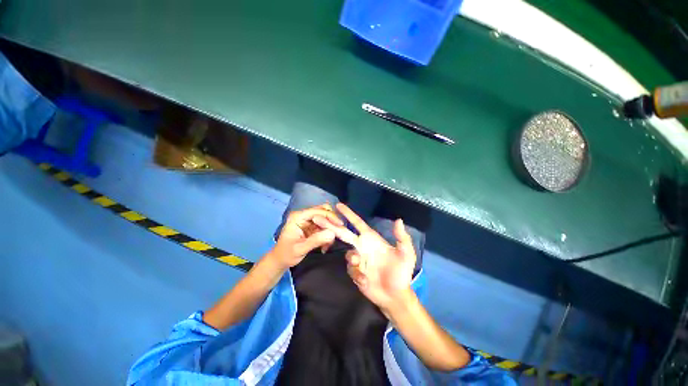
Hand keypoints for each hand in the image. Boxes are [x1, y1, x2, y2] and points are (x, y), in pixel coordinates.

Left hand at [269, 204, 342, 268]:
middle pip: (323, 211)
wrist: (280, 260)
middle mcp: (304, 215)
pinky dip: (328, 234)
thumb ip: (315, 241)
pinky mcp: (312, 226)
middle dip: (332, 222)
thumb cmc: (286, 254)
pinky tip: (326, 245)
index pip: (318, 211)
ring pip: (326, 219)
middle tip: (338, 233)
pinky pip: (325, 226)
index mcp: (298, 217)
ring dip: (330, 229)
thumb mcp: (300, 249)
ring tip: (329, 243)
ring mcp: (308, 220)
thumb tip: (332, 233)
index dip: (330, 216)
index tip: (340, 225)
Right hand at [314, 203, 416, 310]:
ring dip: (353, 259)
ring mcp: (358, 259)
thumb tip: (398, 220)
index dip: (348, 214)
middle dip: (331, 225)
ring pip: (347, 254)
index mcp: (371, 239)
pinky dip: (357, 274)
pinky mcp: (355, 272)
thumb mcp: (406, 254)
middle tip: (317, 218)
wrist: (396, 295)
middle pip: (343, 233)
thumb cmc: (401, 272)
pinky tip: (366, 280)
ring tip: (361, 265)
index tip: (338, 205)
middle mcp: (362, 246)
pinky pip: (351, 270)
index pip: (357, 223)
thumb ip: (401, 238)